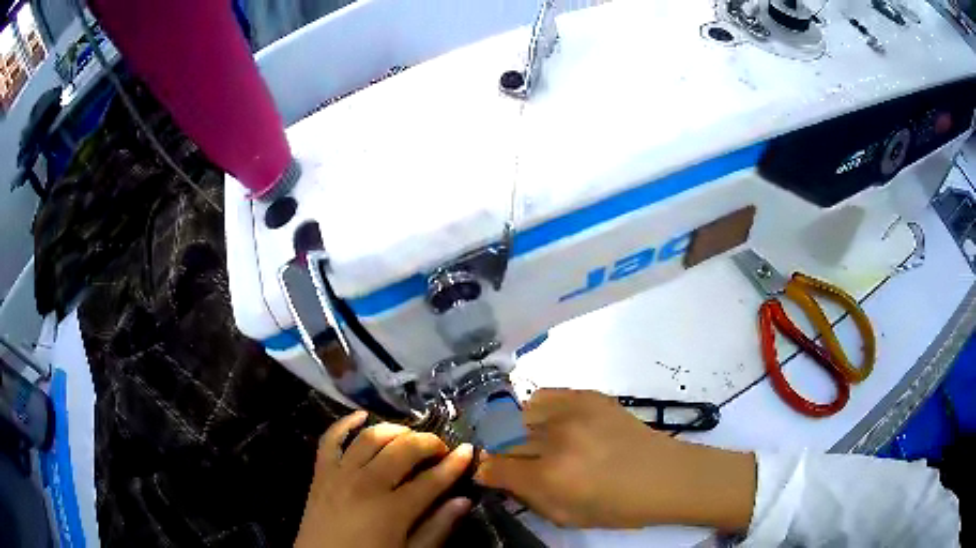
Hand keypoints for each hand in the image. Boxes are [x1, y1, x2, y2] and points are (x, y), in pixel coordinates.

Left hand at [295, 411, 474, 547]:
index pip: (432, 480)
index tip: (469, 450)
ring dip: (394, 430)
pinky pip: (330, 439)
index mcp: (393, 509)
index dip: (454, 464)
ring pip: (370, 438)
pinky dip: (345, 423)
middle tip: (440, 448)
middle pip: (403, 450)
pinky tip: (361, 416)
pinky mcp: (320, 472)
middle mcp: (367, 484)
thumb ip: (437, 528)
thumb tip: (463, 500)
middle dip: (427, 442)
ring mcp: (340, 474)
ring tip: (409, 436)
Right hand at [473, 389, 755, 530]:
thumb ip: (526, 496)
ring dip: (515, 429)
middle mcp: (555, 440)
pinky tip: (548, 423)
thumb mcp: (565, 517)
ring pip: (518, 413)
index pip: (494, 466)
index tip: (488, 474)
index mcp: (549, 477)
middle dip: (498, 451)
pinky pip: (544, 395)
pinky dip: (537, 410)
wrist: (664, 475)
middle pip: (501, 438)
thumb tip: (499, 477)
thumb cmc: (618, 507)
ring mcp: (572, 412)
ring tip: (529, 440)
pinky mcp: (588, 395)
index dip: (485, 472)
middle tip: (509, 461)